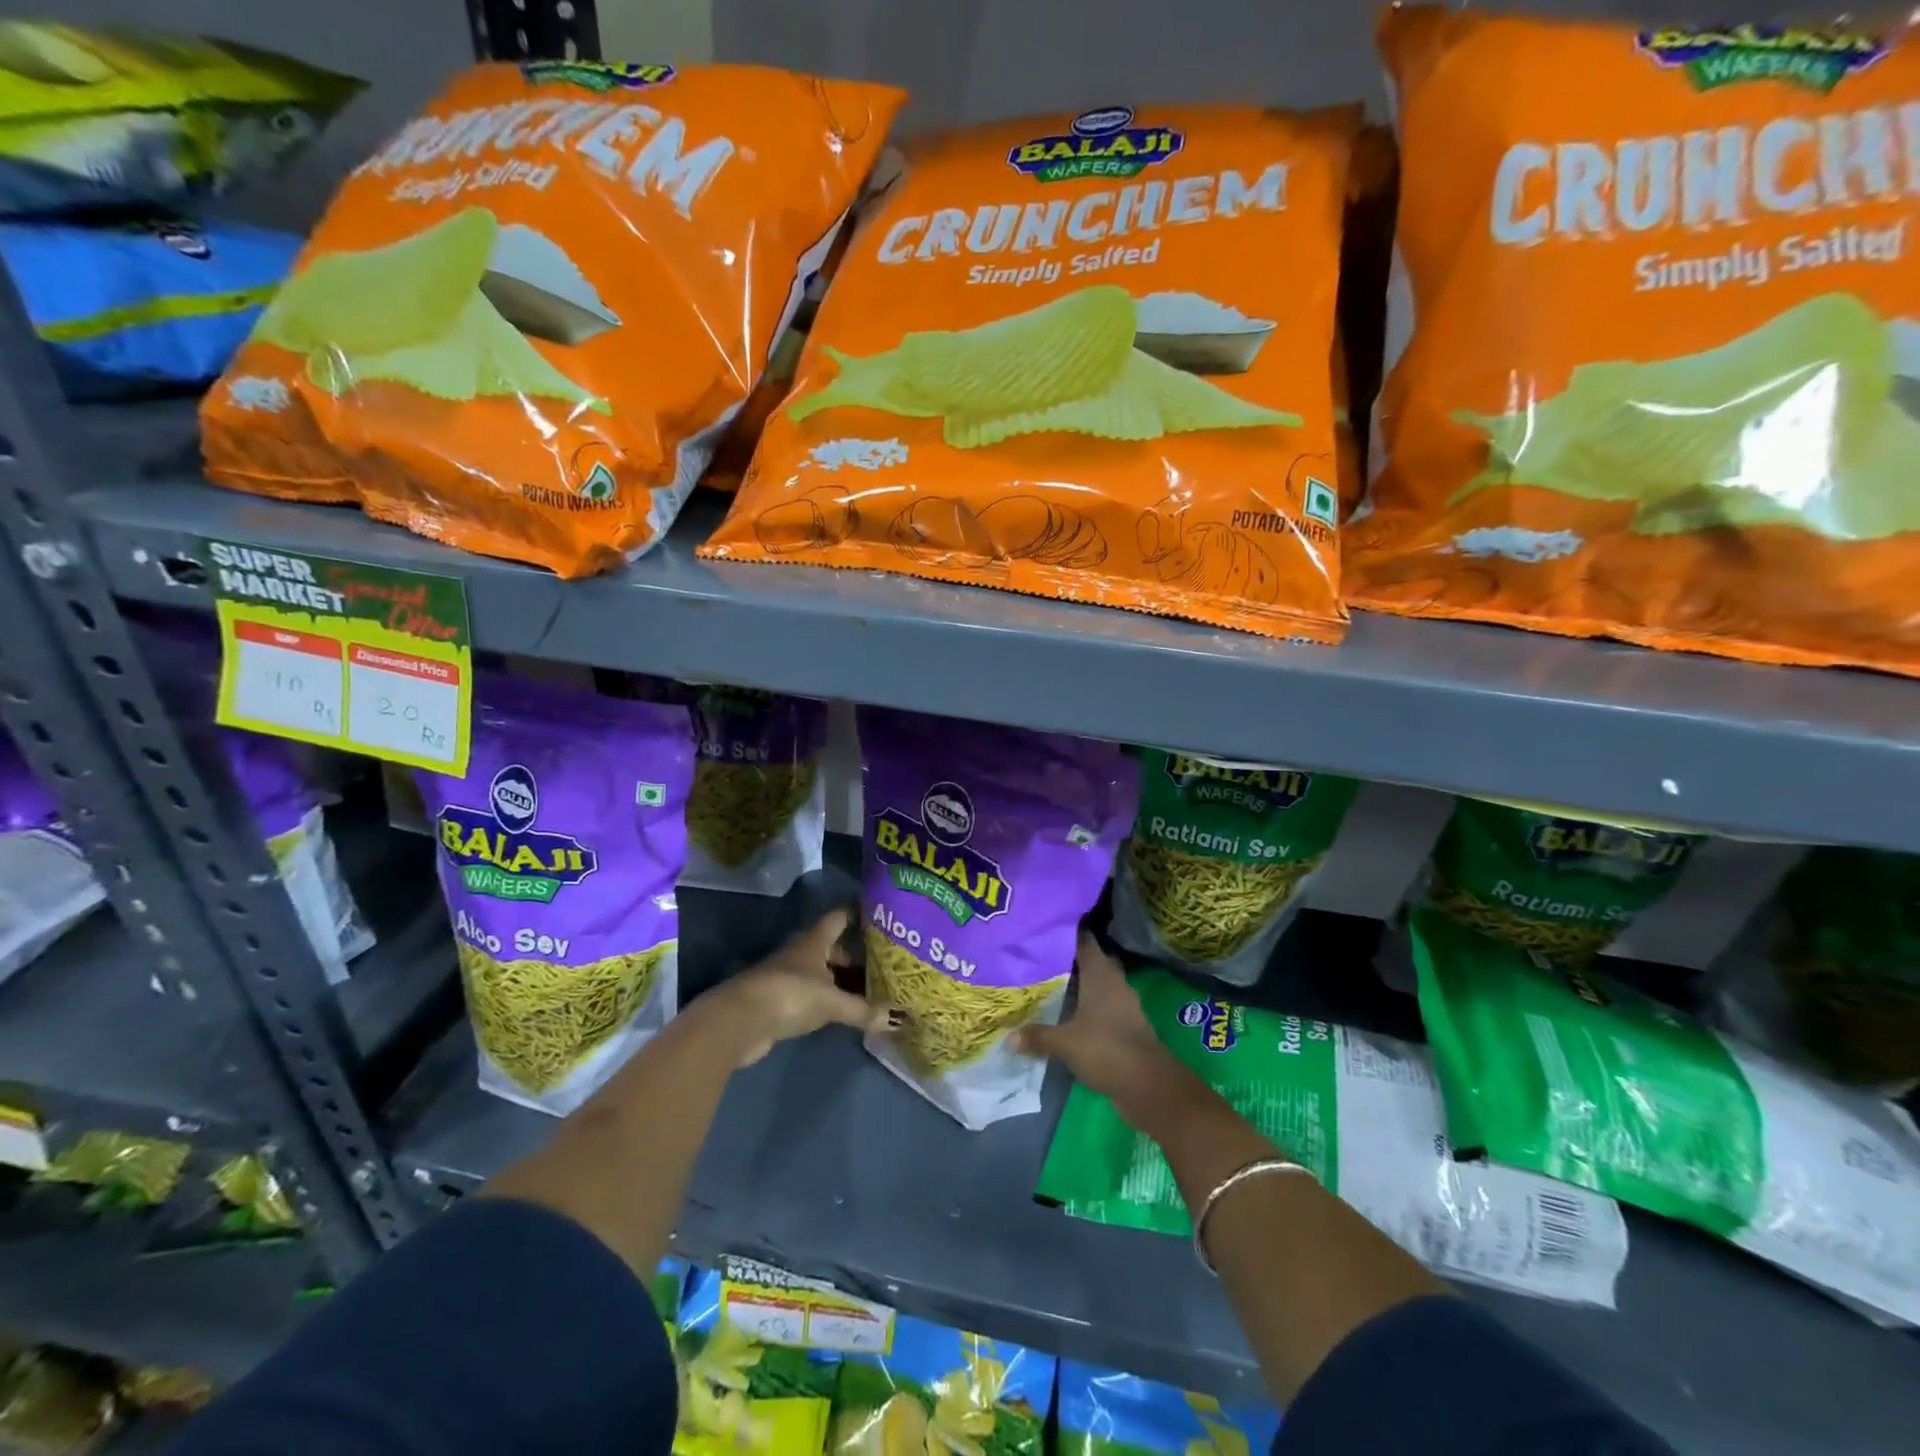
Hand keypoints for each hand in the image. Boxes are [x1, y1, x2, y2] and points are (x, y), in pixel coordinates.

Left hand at [705, 907, 896, 1067]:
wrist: (739, 1022)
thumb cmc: (789, 995)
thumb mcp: (831, 1002)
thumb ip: (863, 1010)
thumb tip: (899, 1020)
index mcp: (814, 941)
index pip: (840, 917)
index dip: (858, 914)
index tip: (881, 916)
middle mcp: (801, 953)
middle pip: (833, 949)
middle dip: (857, 957)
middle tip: (886, 966)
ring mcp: (788, 977)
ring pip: (823, 973)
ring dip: (843, 982)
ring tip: (872, 992)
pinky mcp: (780, 1002)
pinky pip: (813, 995)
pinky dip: (829, 1001)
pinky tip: (846, 1012)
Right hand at [1012, 932, 1193, 1120]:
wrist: (1148, 1084)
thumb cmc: (1105, 1049)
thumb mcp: (1065, 1043)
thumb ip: (1038, 1036)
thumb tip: (1009, 1037)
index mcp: (1101, 975)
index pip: (1084, 942)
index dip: (1067, 933)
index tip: (1046, 930)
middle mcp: (1114, 983)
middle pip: (1094, 962)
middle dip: (1073, 960)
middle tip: (1044, 960)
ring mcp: (1124, 1005)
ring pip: (1100, 986)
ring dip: (1082, 987)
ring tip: (1053, 988)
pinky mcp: (1128, 1026)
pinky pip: (1105, 1009)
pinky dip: (1090, 1009)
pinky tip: (1071, 1018)